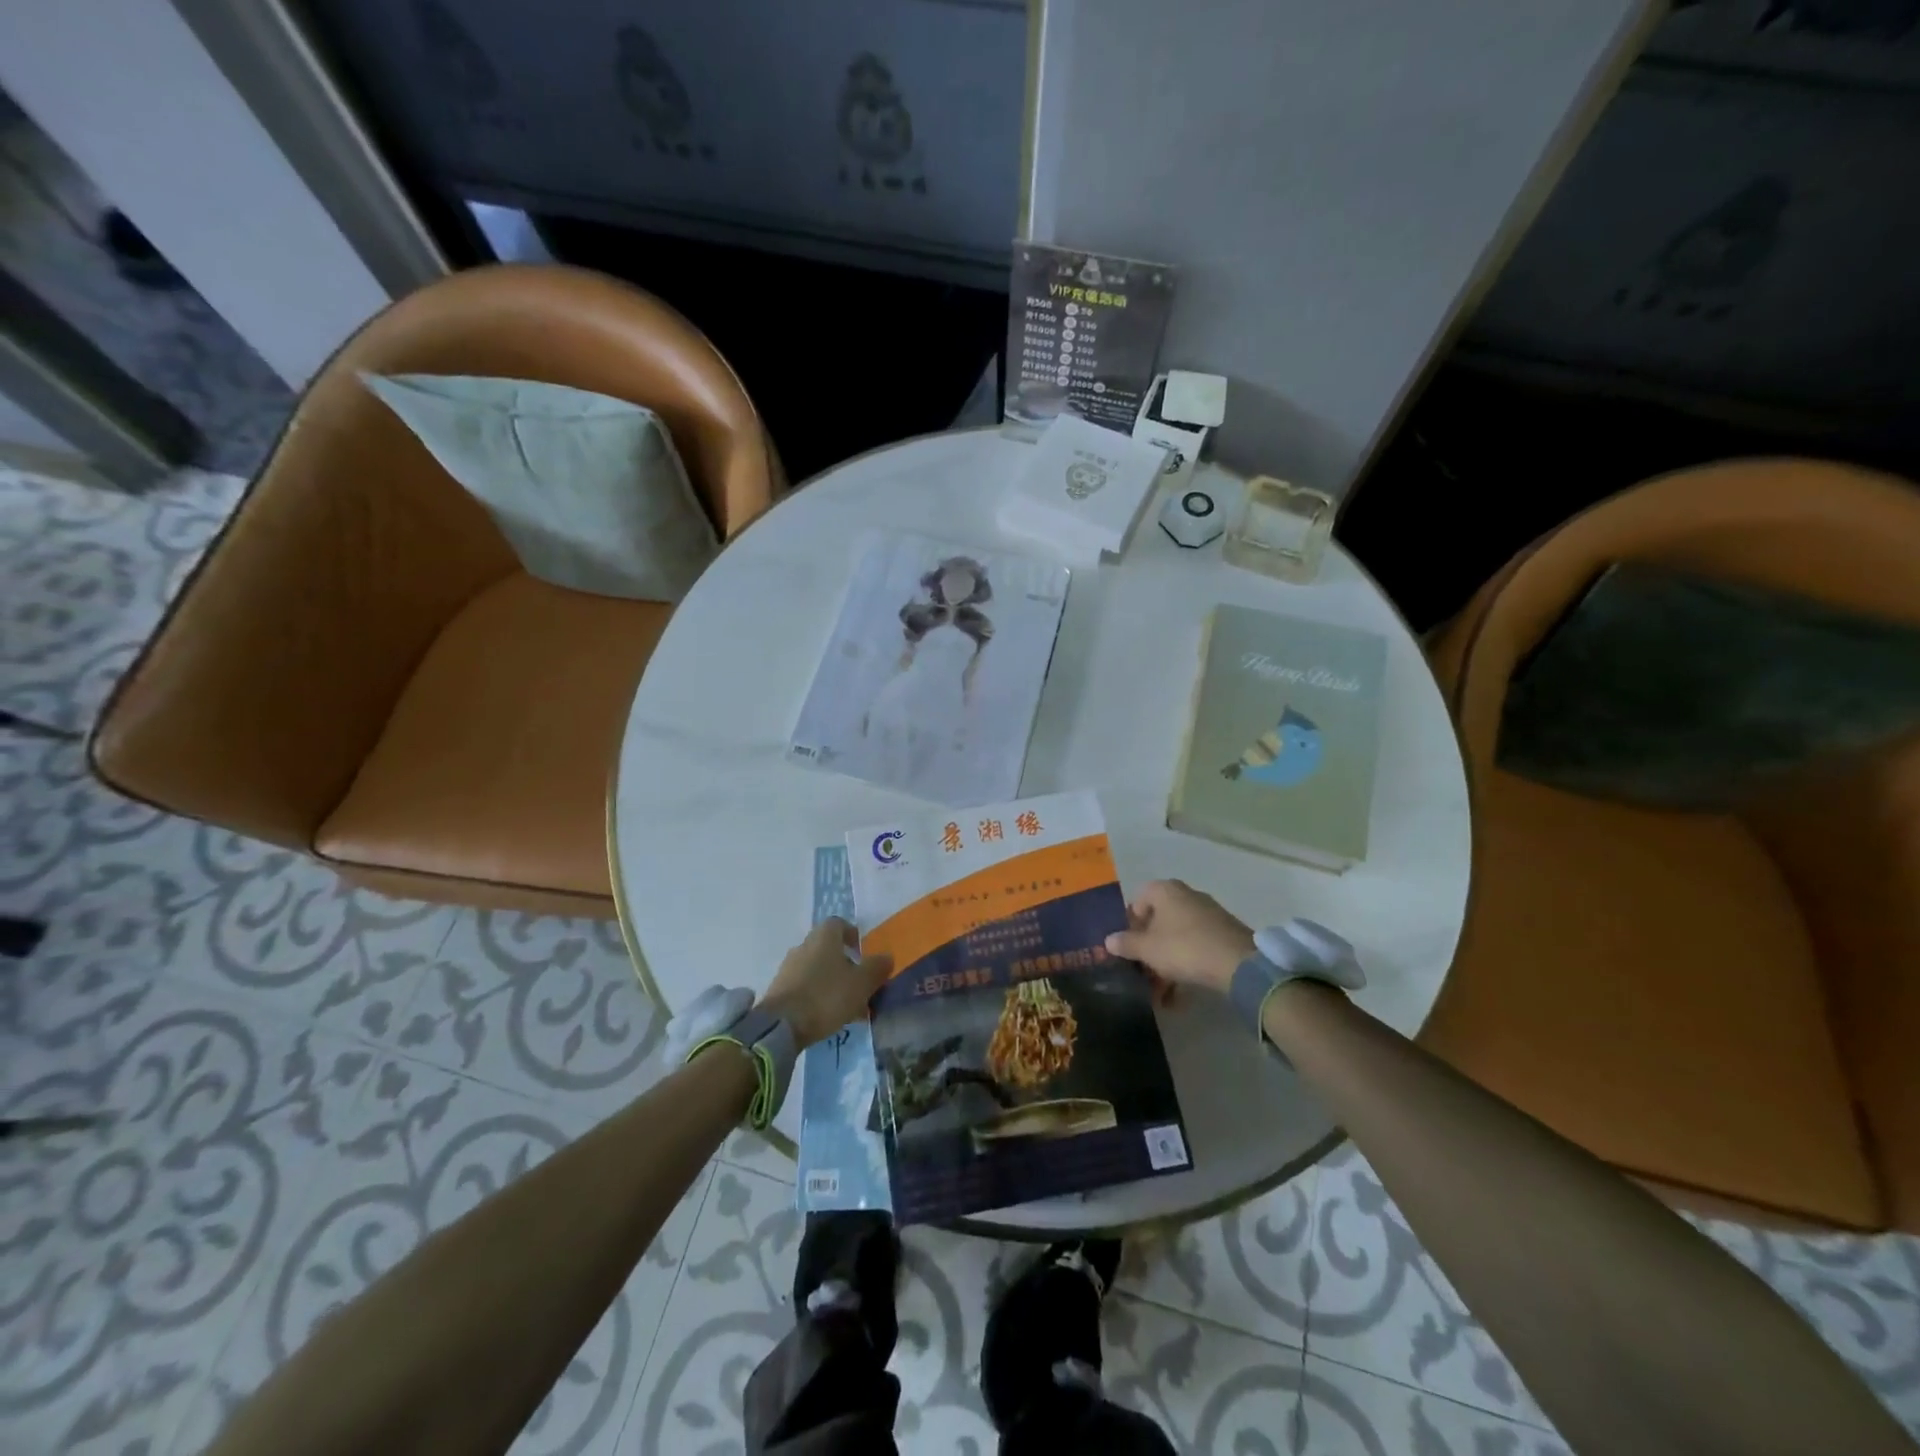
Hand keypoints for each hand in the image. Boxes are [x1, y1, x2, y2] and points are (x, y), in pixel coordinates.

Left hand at [759, 918, 892, 1049]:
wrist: (781, 1025)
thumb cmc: (826, 996)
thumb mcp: (862, 983)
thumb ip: (877, 968)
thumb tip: (887, 956)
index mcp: (824, 937)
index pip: (839, 924)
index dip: (852, 935)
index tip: (863, 951)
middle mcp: (804, 946)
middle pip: (828, 948)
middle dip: (845, 963)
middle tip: (861, 983)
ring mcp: (789, 968)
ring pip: (817, 969)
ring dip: (832, 981)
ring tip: (849, 1006)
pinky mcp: (779, 989)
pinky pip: (805, 986)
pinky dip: (818, 995)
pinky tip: (829, 1015)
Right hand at [1104, 880, 1253, 996]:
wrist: (1240, 964)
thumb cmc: (1184, 948)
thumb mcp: (1148, 949)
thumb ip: (1126, 943)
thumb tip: (1109, 940)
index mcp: (1165, 890)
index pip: (1138, 901)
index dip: (1130, 925)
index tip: (1128, 948)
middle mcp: (1186, 895)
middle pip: (1158, 920)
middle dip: (1149, 948)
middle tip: (1143, 971)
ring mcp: (1208, 913)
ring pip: (1177, 936)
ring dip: (1166, 962)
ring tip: (1162, 992)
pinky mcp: (1224, 932)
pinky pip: (1196, 946)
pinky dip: (1186, 964)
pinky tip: (1182, 994)